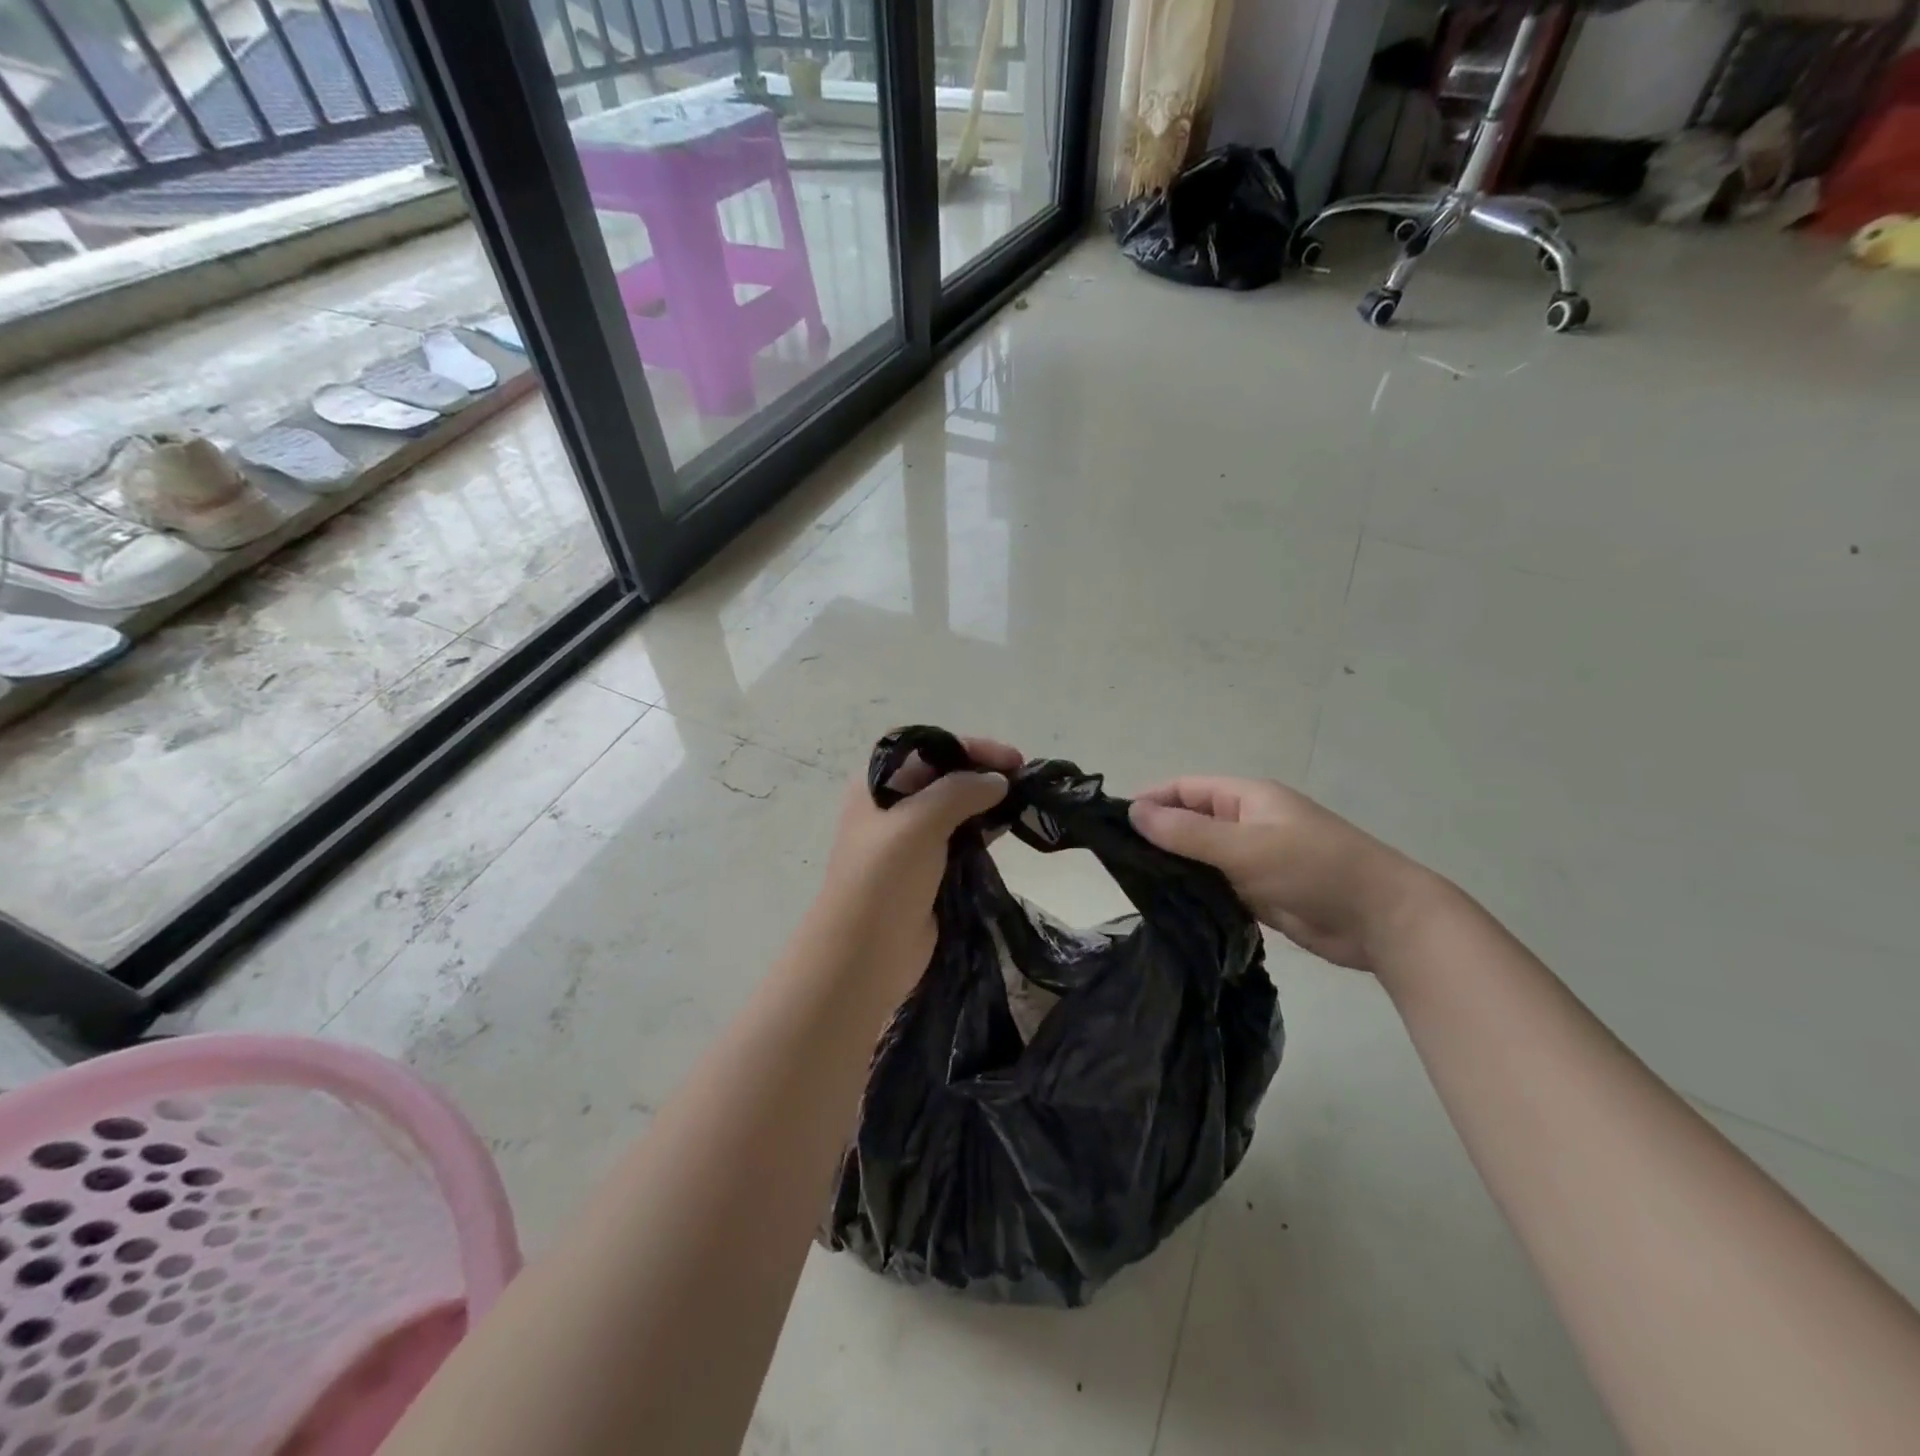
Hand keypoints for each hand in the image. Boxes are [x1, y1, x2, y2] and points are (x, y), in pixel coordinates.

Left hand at [812, 735, 1021, 991]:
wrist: (864, 955)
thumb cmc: (883, 879)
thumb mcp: (919, 823)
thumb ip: (960, 792)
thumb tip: (998, 781)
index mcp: (875, 785)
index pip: (925, 748)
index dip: (967, 746)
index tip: (1010, 759)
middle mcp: (891, 806)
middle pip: (942, 776)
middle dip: (981, 772)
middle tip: (1023, 778)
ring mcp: (909, 841)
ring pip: (954, 808)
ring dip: (986, 802)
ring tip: (1023, 801)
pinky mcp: (927, 871)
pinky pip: (960, 839)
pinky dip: (984, 831)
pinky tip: (1009, 828)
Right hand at [1129, 776, 1435, 972]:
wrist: (1383, 920)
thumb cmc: (1313, 869)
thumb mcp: (1244, 847)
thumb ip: (1187, 833)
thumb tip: (1134, 812)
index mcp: (1247, 798)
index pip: (1186, 789)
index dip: (1151, 800)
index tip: (1114, 824)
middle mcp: (1247, 823)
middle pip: (1191, 822)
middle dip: (1158, 836)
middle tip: (1117, 860)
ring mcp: (1255, 860)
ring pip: (1201, 858)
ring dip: (1175, 868)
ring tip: (1134, 886)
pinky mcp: (1261, 894)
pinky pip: (1217, 887)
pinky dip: (1195, 893)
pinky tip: (1168, 908)